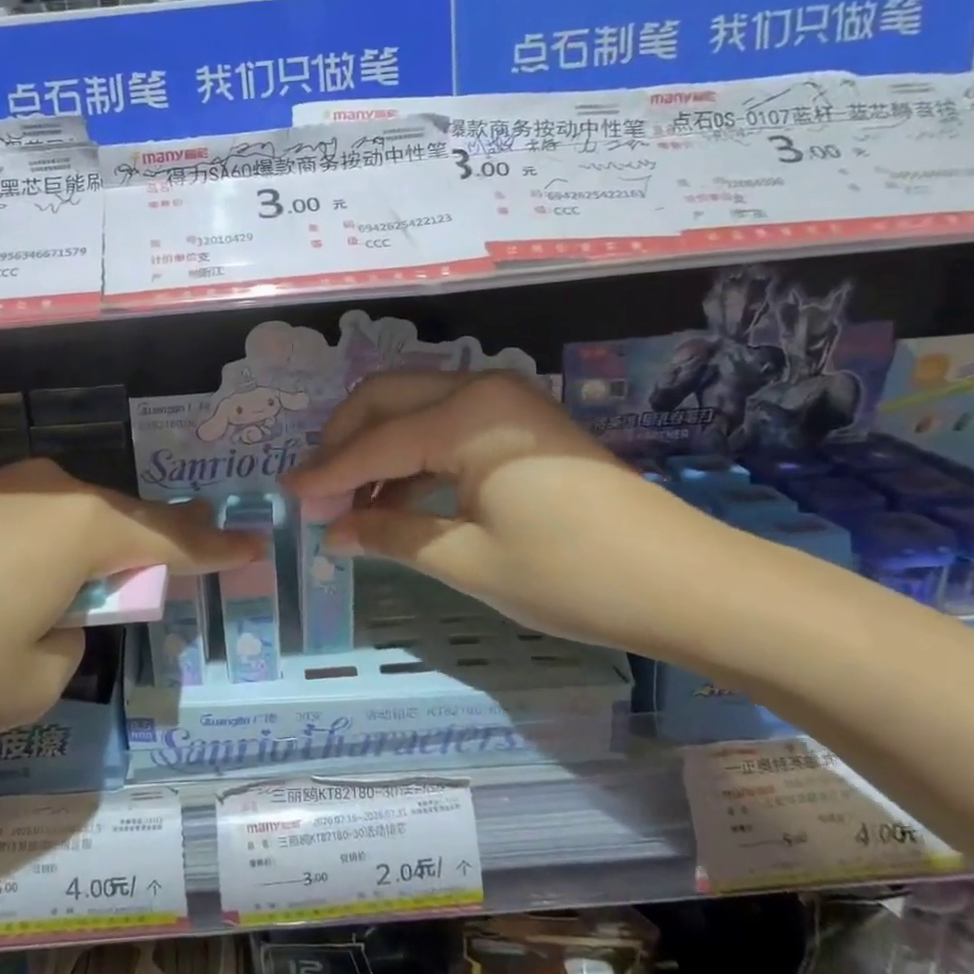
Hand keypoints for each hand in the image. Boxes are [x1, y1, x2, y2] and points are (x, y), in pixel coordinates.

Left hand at [0, 459, 258, 740]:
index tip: (256, 546)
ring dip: (83, 556)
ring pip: (67, 519)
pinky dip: (34, 553)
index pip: (174, 541)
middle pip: (121, 521)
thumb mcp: (28, 686)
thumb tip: (56, 616)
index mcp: (83, 529)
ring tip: (69, 599)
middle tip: (171, 574)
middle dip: (149, 551)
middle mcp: (48, 490)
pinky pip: (21, 522)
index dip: (219, 550)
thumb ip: (70, 647)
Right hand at [282, 371, 737, 656]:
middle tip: (315, 491)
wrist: (687, 583)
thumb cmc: (571, 575)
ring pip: (416, 408)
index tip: (286, 496)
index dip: (326, 473)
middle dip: (343, 441)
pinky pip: (448, 426)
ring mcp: (508, 403)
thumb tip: (332, 532)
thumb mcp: (466, 560)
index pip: (373, 443)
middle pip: (386, 399)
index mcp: (465, 416)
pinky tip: (396, 497)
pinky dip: (413, 455)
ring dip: (376, 447)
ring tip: (348, 502)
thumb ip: (389, 535)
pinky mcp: (524, 424)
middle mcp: (482, 390)